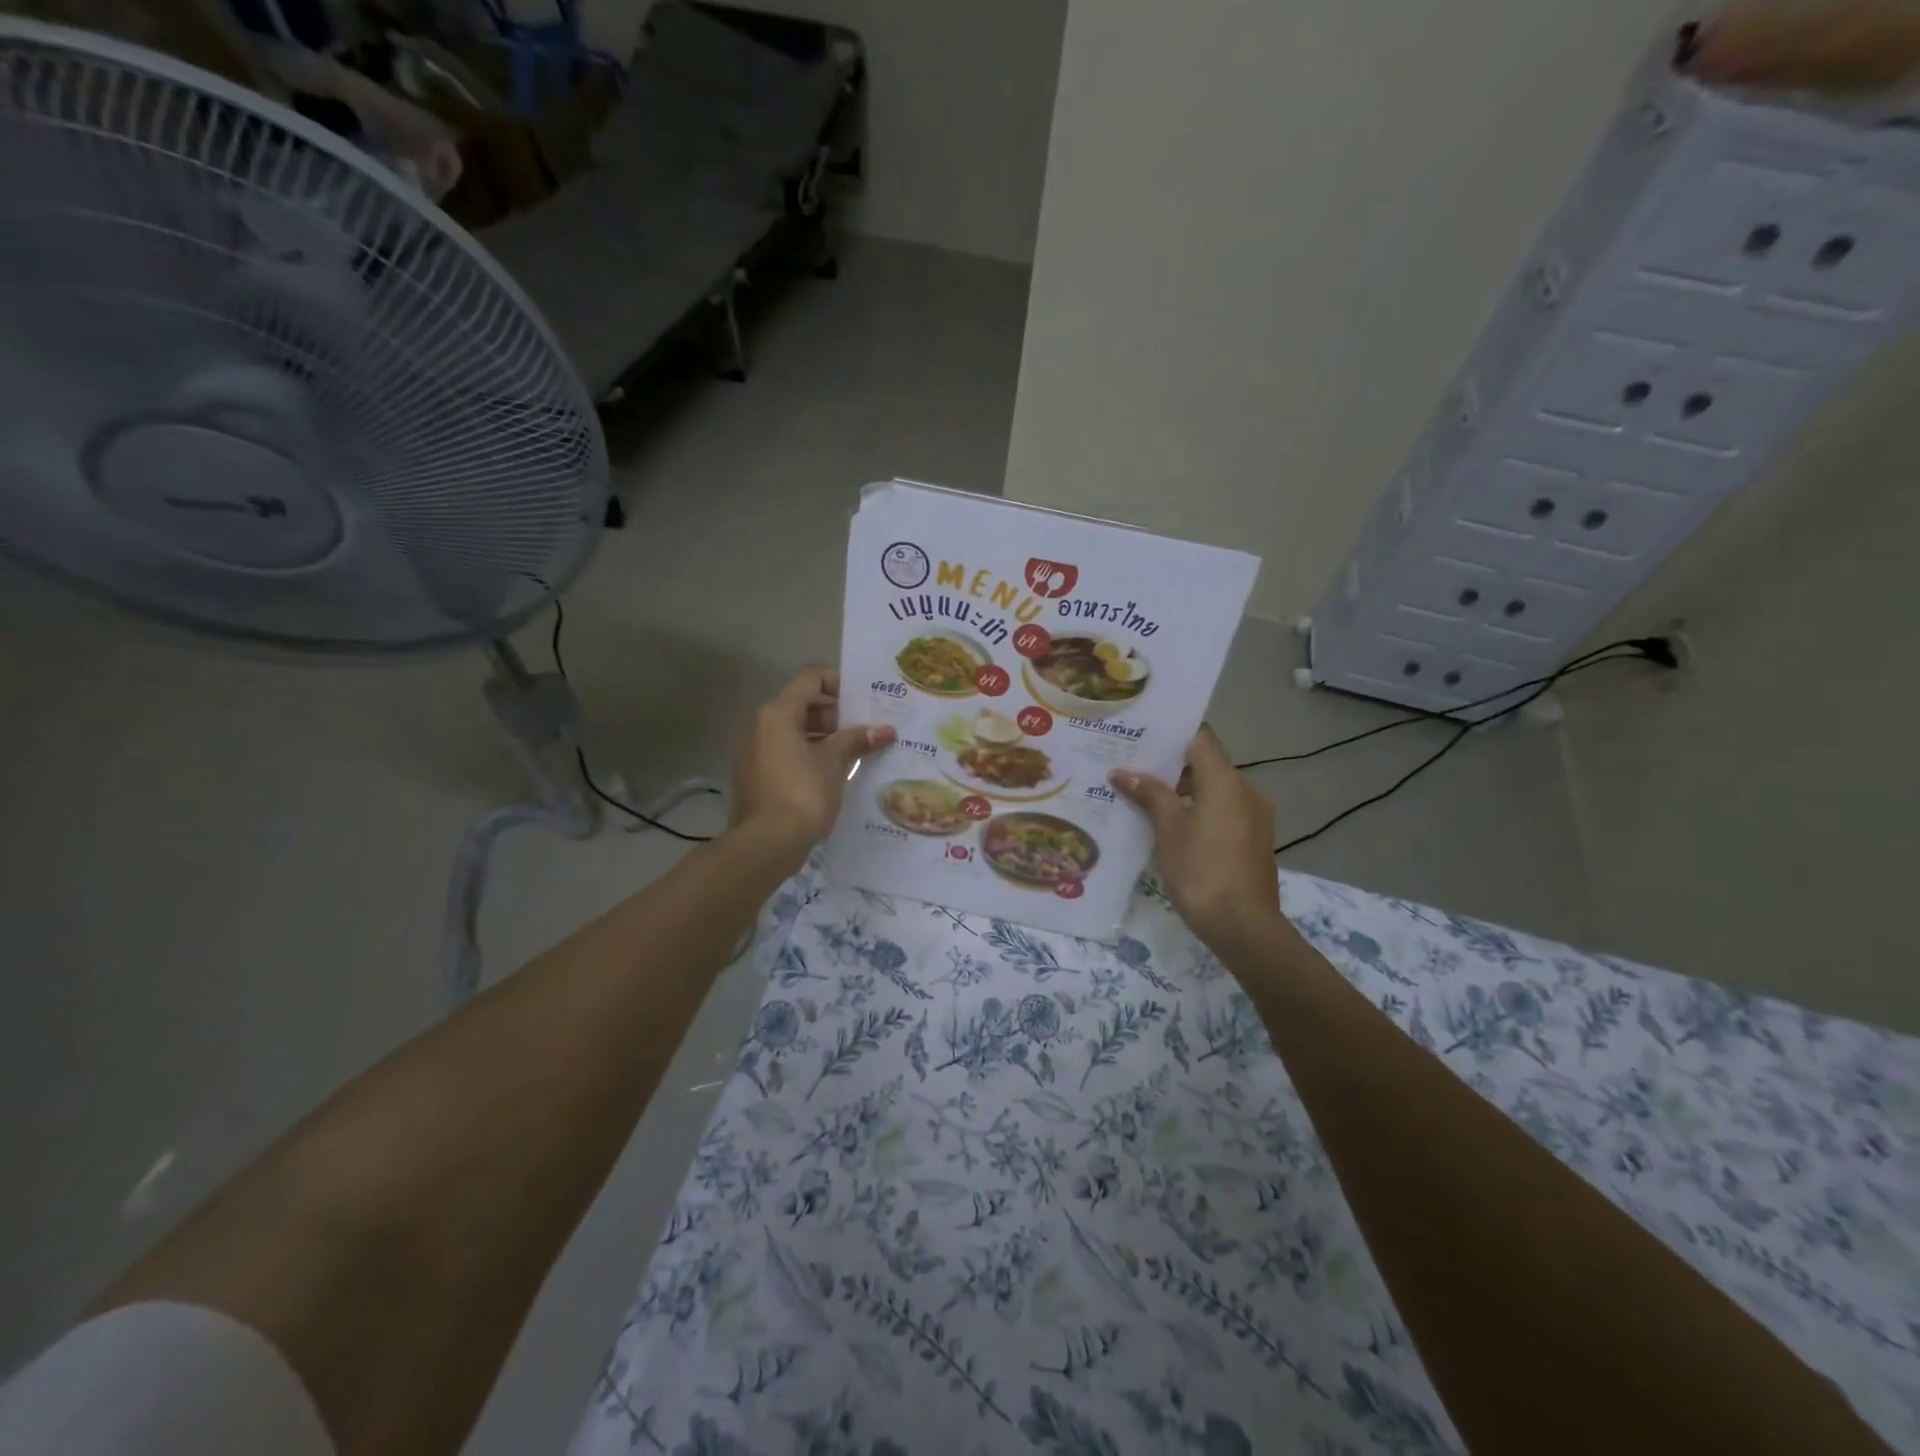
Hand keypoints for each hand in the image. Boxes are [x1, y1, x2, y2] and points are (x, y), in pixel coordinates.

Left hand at [730, 667, 893, 862]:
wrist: (765, 844)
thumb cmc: (802, 793)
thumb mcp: (834, 762)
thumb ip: (857, 739)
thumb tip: (885, 729)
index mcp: (778, 713)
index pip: (811, 679)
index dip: (840, 683)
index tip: (866, 701)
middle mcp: (761, 726)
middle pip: (803, 705)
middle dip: (837, 715)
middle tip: (867, 730)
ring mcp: (756, 753)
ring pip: (796, 732)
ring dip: (826, 738)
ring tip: (858, 752)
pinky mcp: (758, 777)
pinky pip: (788, 754)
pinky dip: (812, 756)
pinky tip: (837, 774)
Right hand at [1110, 726, 1285, 951]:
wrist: (1243, 926)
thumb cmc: (1201, 870)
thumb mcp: (1168, 829)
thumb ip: (1149, 794)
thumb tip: (1123, 772)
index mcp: (1226, 780)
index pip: (1200, 738)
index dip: (1171, 734)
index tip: (1141, 737)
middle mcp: (1246, 790)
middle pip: (1206, 765)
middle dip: (1169, 767)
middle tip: (1132, 770)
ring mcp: (1255, 816)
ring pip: (1215, 791)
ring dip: (1183, 792)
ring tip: (1145, 800)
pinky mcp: (1254, 840)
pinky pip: (1223, 813)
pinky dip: (1199, 812)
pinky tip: (1171, 828)